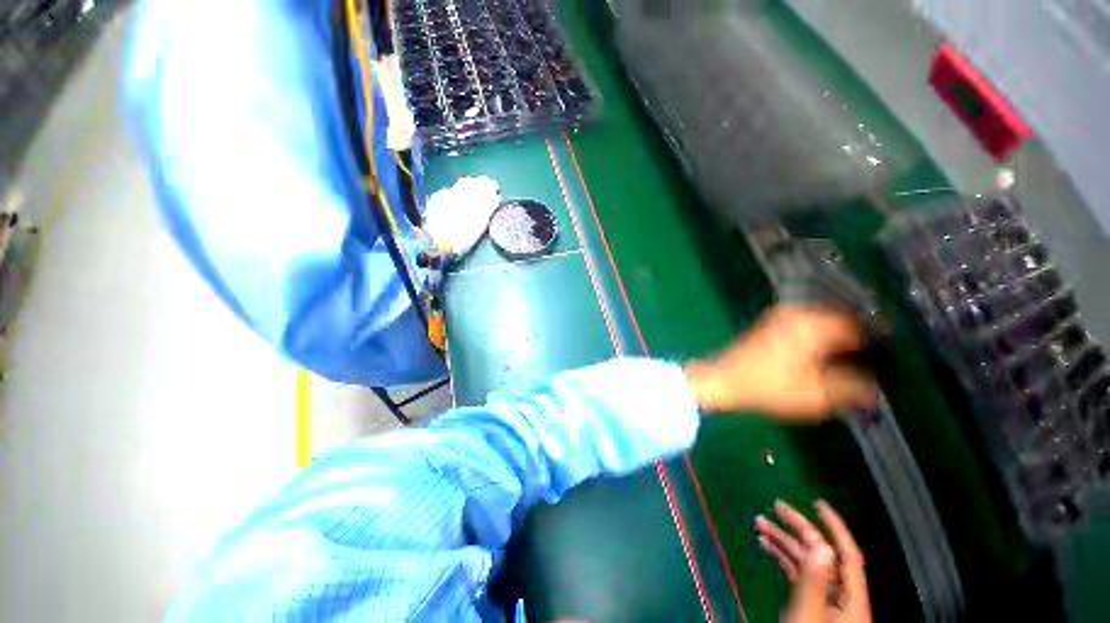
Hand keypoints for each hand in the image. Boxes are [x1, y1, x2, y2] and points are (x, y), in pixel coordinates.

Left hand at [684, 305, 876, 419]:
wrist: (724, 379)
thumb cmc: (769, 386)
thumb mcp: (817, 394)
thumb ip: (852, 389)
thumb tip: (875, 388)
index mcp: (814, 325)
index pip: (860, 327)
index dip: (877, 344)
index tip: (888, 361)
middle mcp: (799, 313)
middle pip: (843, 322)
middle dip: (859, 341)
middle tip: (872, 364)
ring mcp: (782, 316)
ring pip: (825, 323)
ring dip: (839, 339)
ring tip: (852, 363)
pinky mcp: (771, 324)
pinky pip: (808, 325)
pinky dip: (821, 338)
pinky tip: (825, 357)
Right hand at [756, 500, 871, 622]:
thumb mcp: (809, 613)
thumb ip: (814, 580)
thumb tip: (819, 544)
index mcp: (851, 599)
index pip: (848, 555)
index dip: (836, 527)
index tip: (818, 503)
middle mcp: (842, 597)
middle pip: (823, 555)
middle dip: (799, 530)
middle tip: (776, 507)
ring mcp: (827, 603)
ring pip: (807, 564)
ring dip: (784, 543)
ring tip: (760, 524)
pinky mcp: (812, 607)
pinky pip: (799, 576)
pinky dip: (783, 560)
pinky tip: (767, 547)